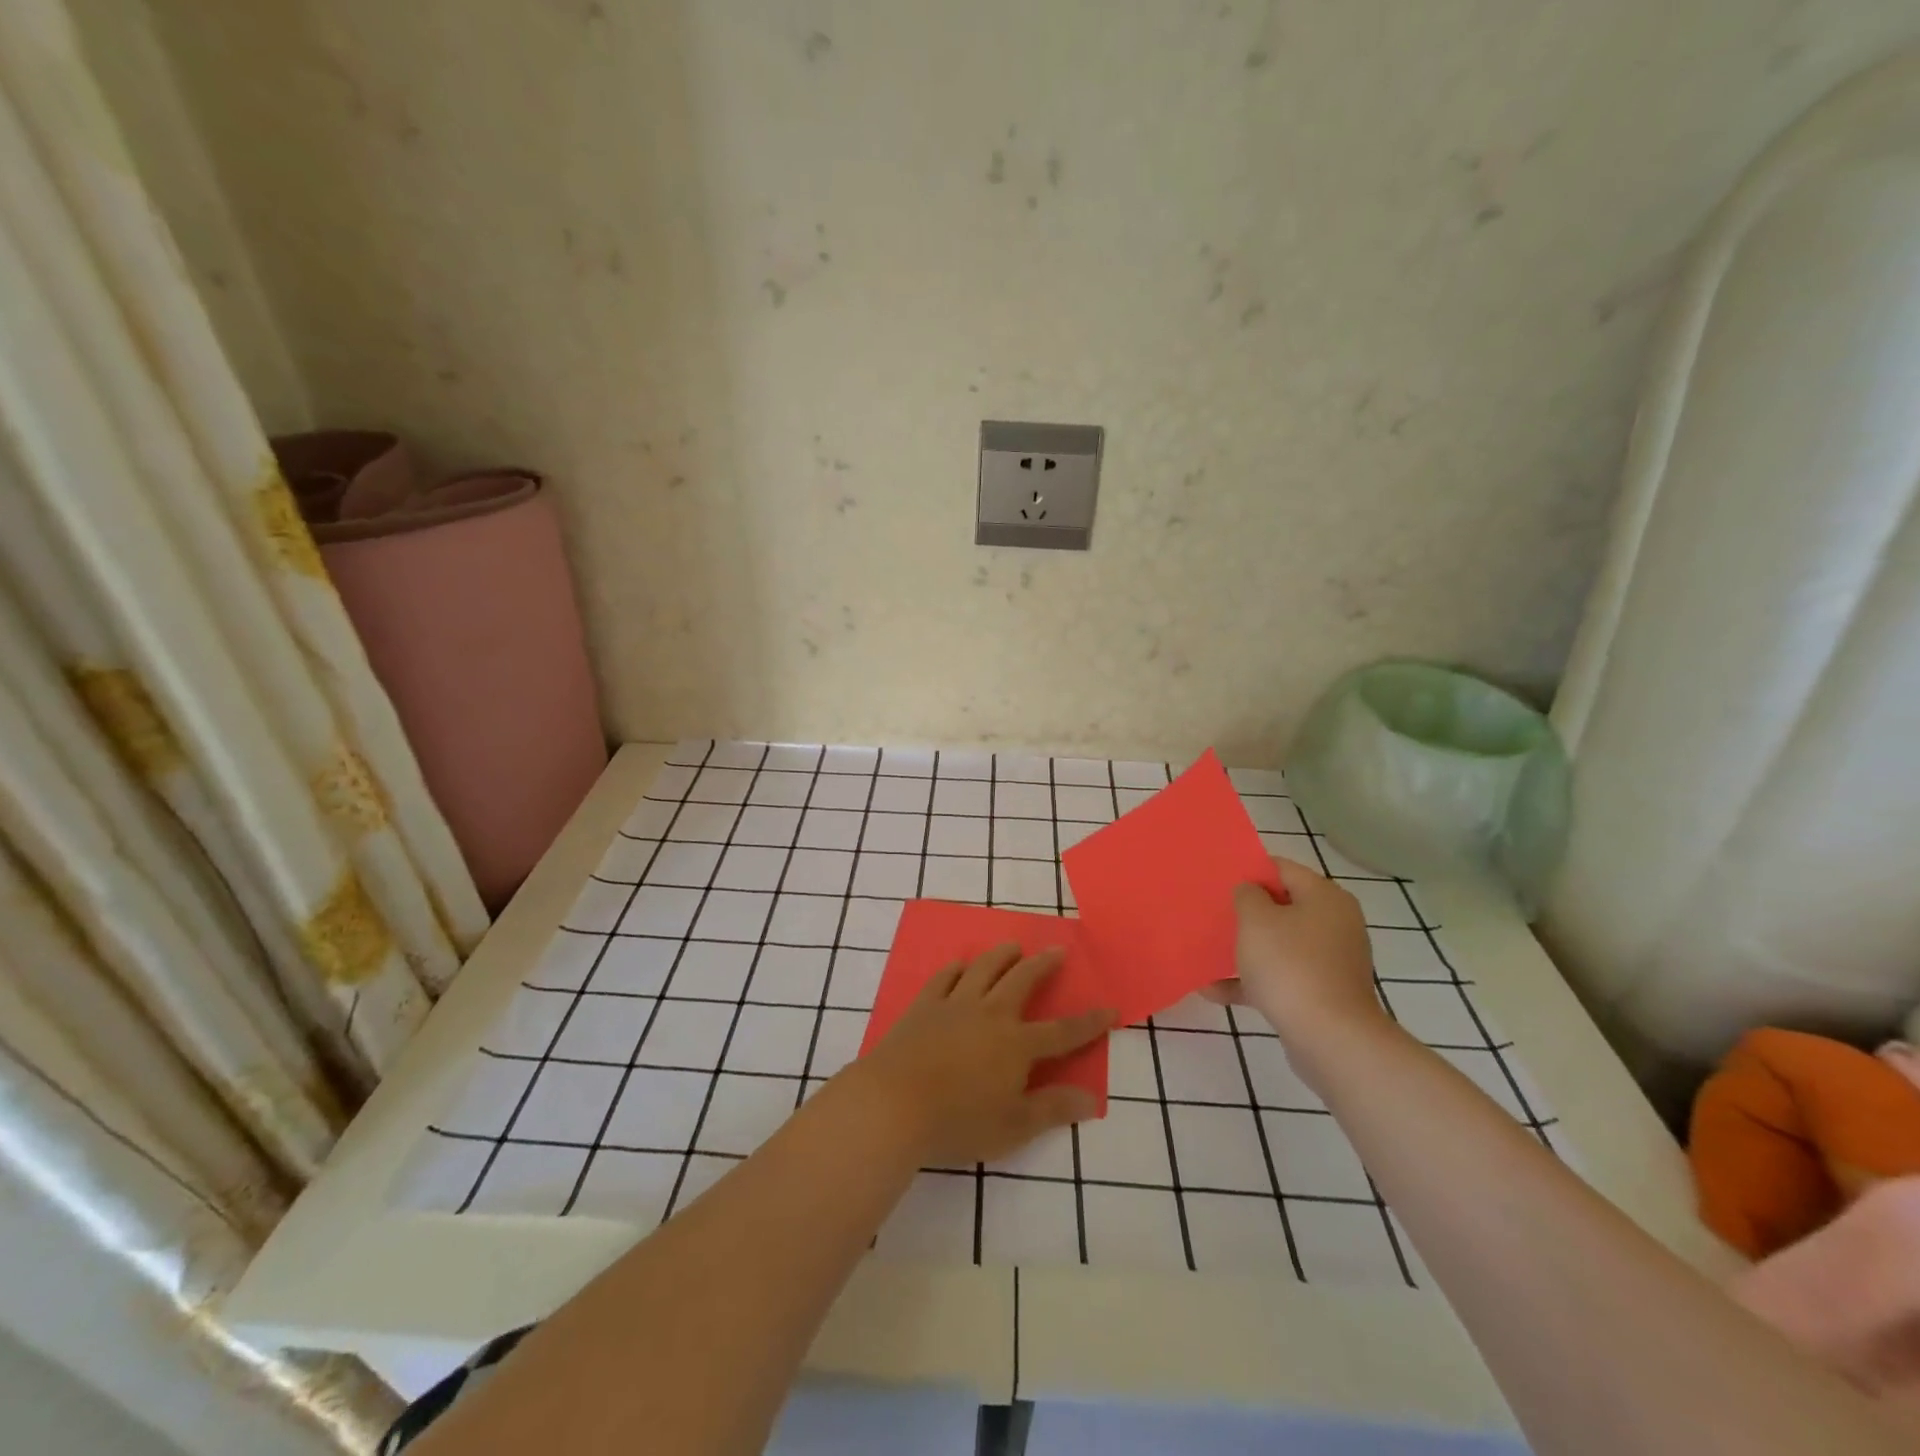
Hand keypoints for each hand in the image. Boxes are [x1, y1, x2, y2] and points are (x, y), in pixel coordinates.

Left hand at [850, 944, 1114, 1166]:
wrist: (894, 1103)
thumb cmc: (958, 1121)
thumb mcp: (1013, 1126)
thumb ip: (1053, 1109)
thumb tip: (1092, 1098)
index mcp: (1017, 1044)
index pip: (1063, 1031)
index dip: (1089, 1022)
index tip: (1110, 1008)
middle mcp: (990, 1014)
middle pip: (1023, 981)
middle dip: (1044, 965)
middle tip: (1057, 950)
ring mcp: (955, 1005)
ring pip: (984, 968)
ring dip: (1002, 955)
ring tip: (1013, 946)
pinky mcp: (924, 1005)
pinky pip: (944, 977)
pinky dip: (956, 968)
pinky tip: (959, 965)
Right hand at [1226, 856, 1388, 1053]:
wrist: (1330, 1038)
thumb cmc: (1290, 966)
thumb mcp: (1256, 920)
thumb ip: (1247, 895)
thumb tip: (1250, 892)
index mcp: (1325, 898)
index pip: (1282, 868)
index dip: (1248, 870)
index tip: (1217, 879)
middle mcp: (1334, 924)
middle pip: (1282, 907)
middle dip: (1245, 912)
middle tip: (1211, 912)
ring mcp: (1330, 961)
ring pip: (1279, 945)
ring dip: (1245, 949)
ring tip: (1206, 950)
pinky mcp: (1321, 993)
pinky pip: (1280, 977)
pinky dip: (1251, 981)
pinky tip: (1213, 990)